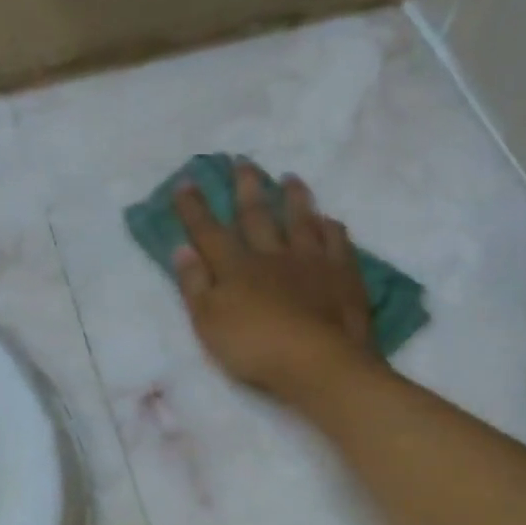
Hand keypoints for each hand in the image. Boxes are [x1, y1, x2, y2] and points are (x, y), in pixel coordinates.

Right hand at [173, 163, 378, 403]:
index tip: (186, 182)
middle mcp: (272, 255)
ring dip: (294, 198)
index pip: (209, 232)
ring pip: (300, 220)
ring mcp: (311, 261)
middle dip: (246, 189)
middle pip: (257, 216)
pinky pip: (336, 241)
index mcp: (236, 268)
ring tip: (290, 178)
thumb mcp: (209, 323)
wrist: (318, 362)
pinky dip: (331, 227)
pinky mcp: (342, 274)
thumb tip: (182, 249)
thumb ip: (194, 285)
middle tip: (242, 162)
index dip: (195, 208)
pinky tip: (330, 220)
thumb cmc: (255, 348)